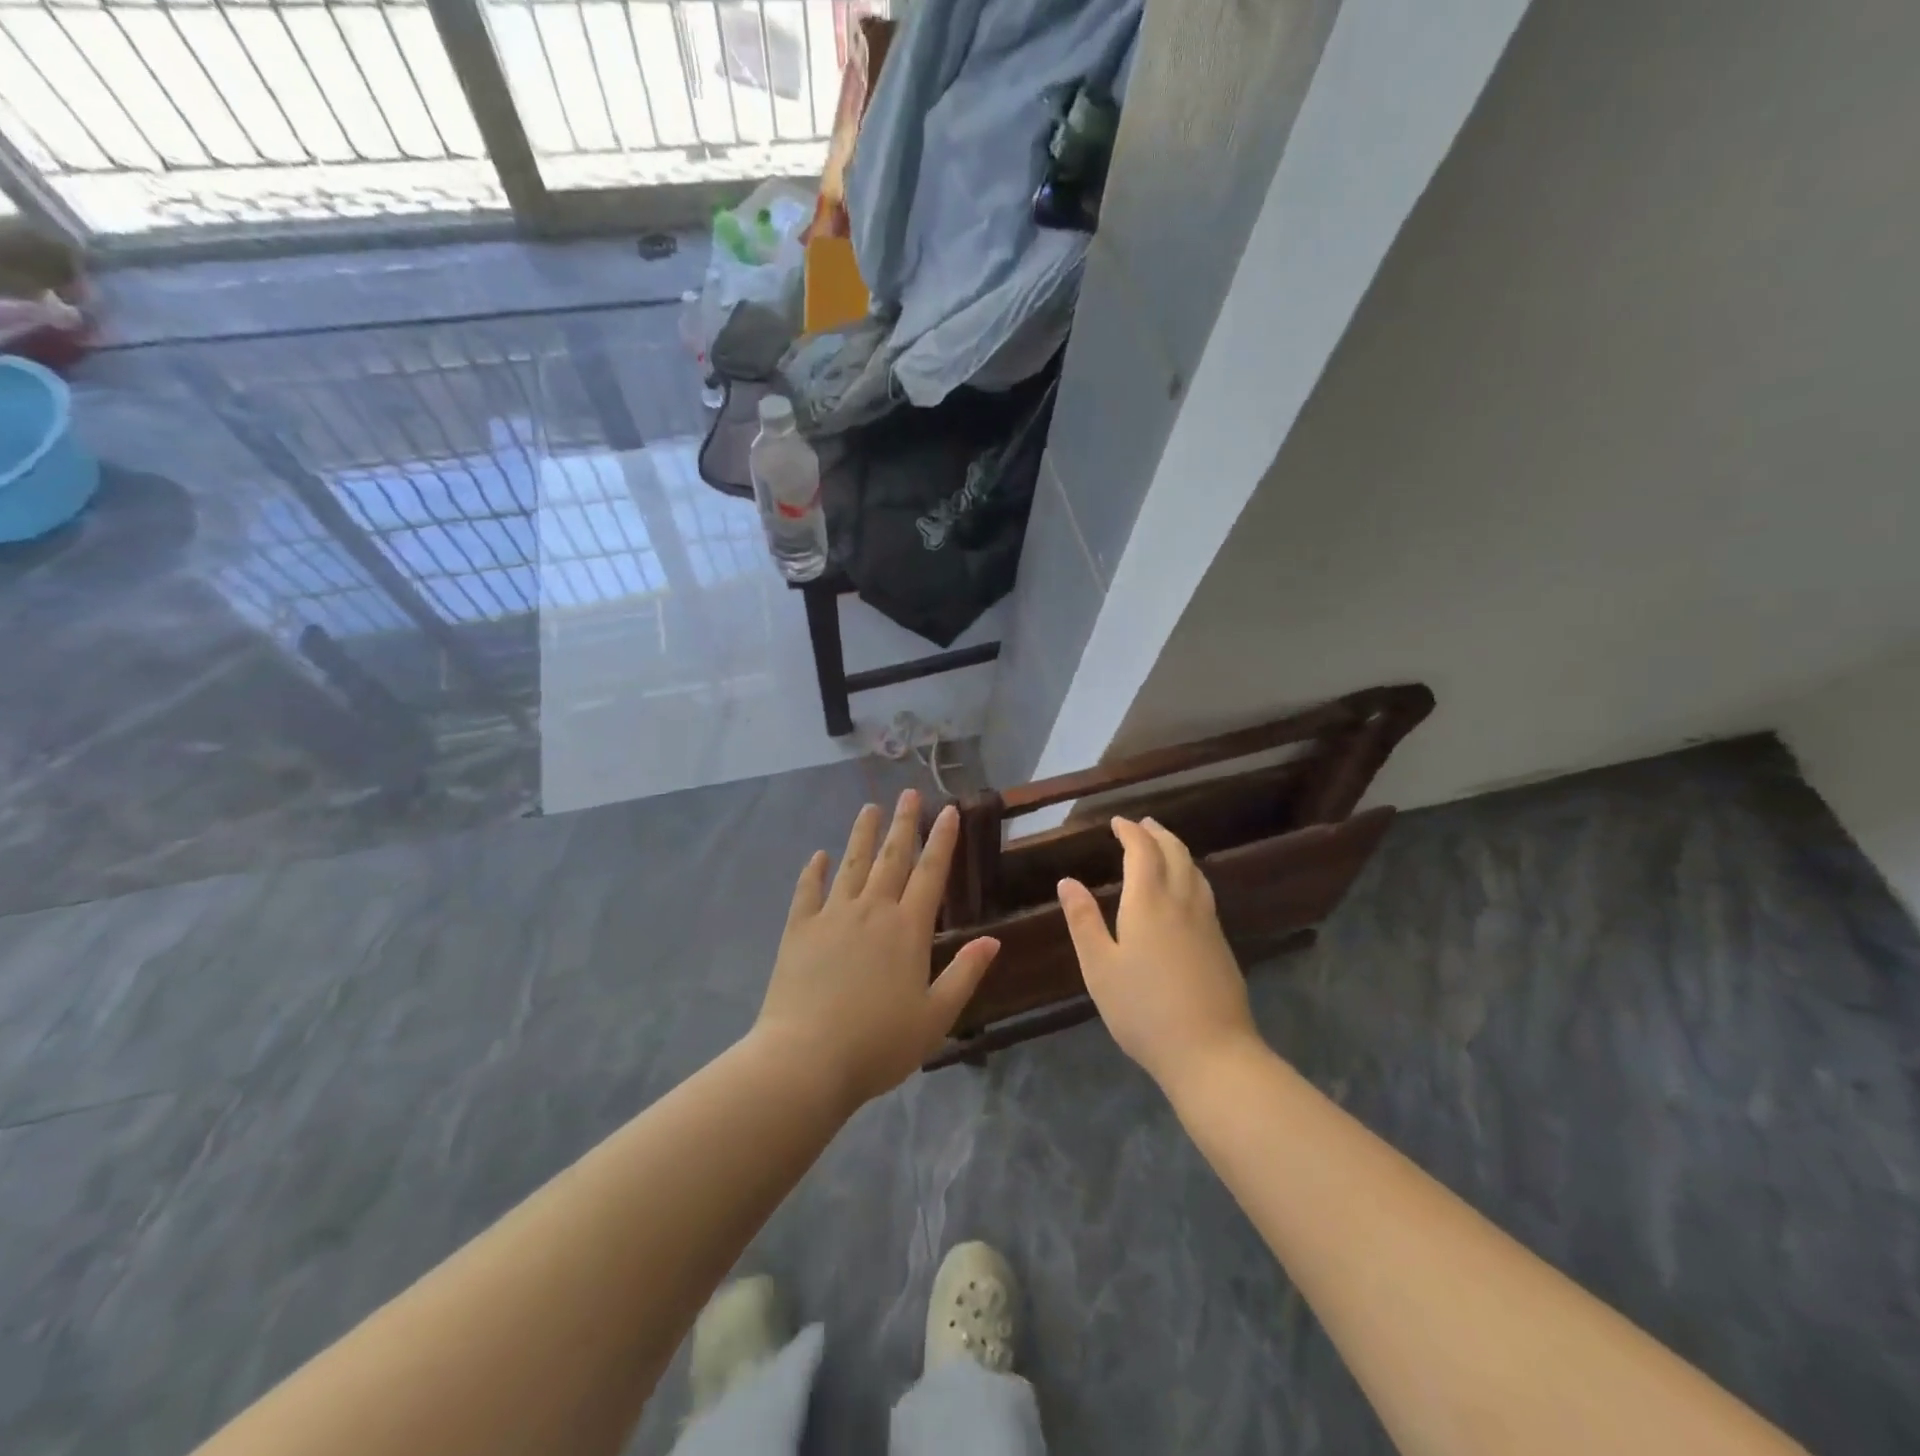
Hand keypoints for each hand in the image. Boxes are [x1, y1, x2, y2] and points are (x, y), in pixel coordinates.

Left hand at [754, 790, 999, 1109]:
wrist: (806, 1059)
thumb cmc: (878, 1044)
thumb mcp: (935, 1017)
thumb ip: (965, 975)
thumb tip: (993, 941)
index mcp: (908, 929)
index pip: (931, 873)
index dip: (942, 839)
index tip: (948, 810)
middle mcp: (872, 910)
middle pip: (892, 857)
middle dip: (903, 823)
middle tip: (909, 793)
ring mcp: (833, 916)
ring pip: (852, 863)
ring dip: (863, 834)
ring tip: (870, 807)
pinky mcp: (799, 929)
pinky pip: (808, 890)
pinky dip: (814, 870)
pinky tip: (819, 855)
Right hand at [1059, 817, 1260, 1091]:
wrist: (1211, 1052)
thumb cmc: (1143, 1010)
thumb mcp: (1099, 968)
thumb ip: (1083, 921)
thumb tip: (1068, 881)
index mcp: (1148, 902)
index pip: (1142, 851)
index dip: (1130, 831)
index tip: (1117, 822)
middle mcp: (1182, 902)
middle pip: (1175, 853)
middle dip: (1157, 833)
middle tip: (1142, 824)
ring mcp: (1207, 923)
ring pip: (1195, 871)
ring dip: (1177, 850)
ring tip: (1164, 847)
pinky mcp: (1221, 944)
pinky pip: (1204, 891)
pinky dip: (1190, 873)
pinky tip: (1185, 890)